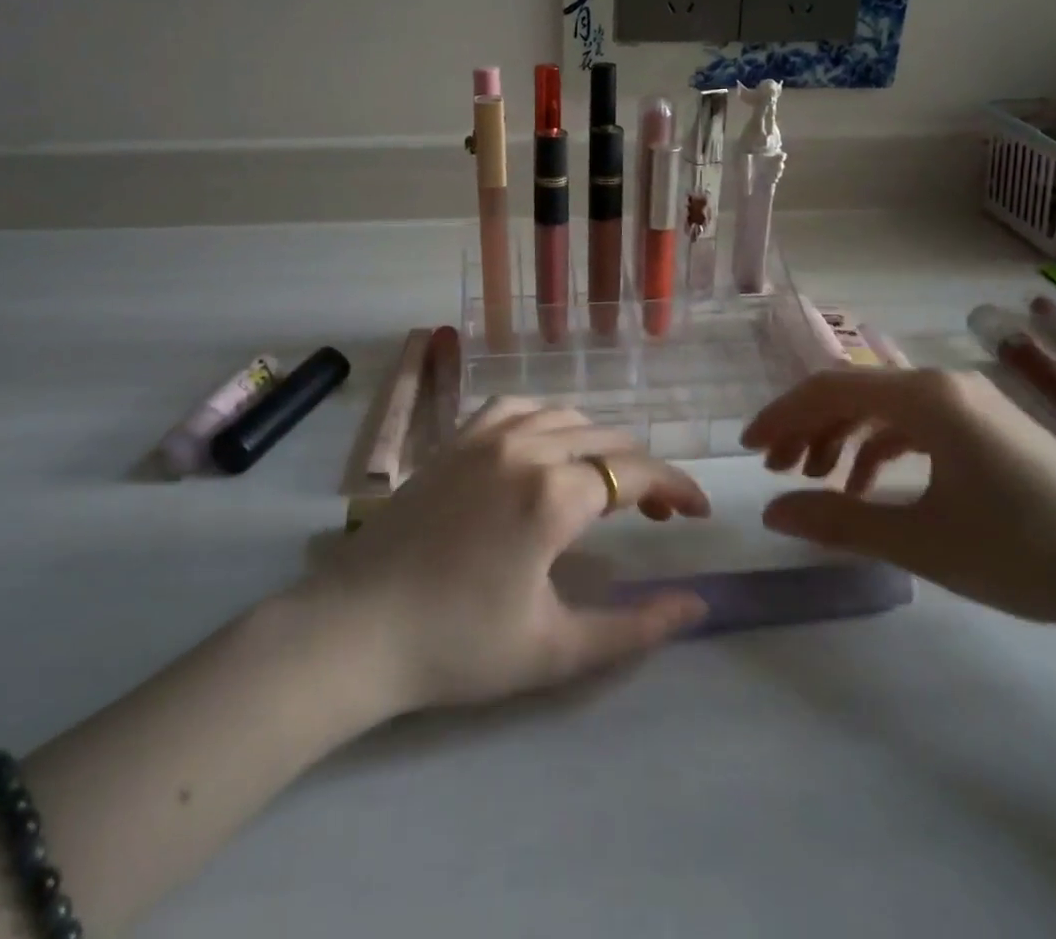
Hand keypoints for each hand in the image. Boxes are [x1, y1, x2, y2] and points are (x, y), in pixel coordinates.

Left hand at [305, 398, 711, 712]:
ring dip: (599, 443)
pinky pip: (517, 406)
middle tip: (658, 513)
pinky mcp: (456, 438)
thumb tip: (697, 604)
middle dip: (643, 470)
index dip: (677, 488)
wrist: (357, 629)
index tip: (699, 512)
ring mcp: (485, 435)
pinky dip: (548, 419)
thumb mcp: (556, 650)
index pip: (637, 474)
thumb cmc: (458, 646)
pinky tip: (548, 446)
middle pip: (607, 439)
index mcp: (553, 494)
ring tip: (607, 482)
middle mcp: (525, 447)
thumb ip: (635, 627)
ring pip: (566, 416)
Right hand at [744, 368, 1055, 628]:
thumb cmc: (1024, 551)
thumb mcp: (920, 540)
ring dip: (841, 438)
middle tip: (776, 471)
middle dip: (807, 429)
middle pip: (853, 393)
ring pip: (882, 408)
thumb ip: (838, 521)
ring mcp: (970, 403)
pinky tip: (870, 486)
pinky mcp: (988, 428)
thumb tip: (771, 512)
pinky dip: (881, 448)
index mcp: (925, 398)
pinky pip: (915, 424)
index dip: (782, 415)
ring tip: (816, 482)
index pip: (830, 389)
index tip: (749, 448)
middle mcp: (943, 385)